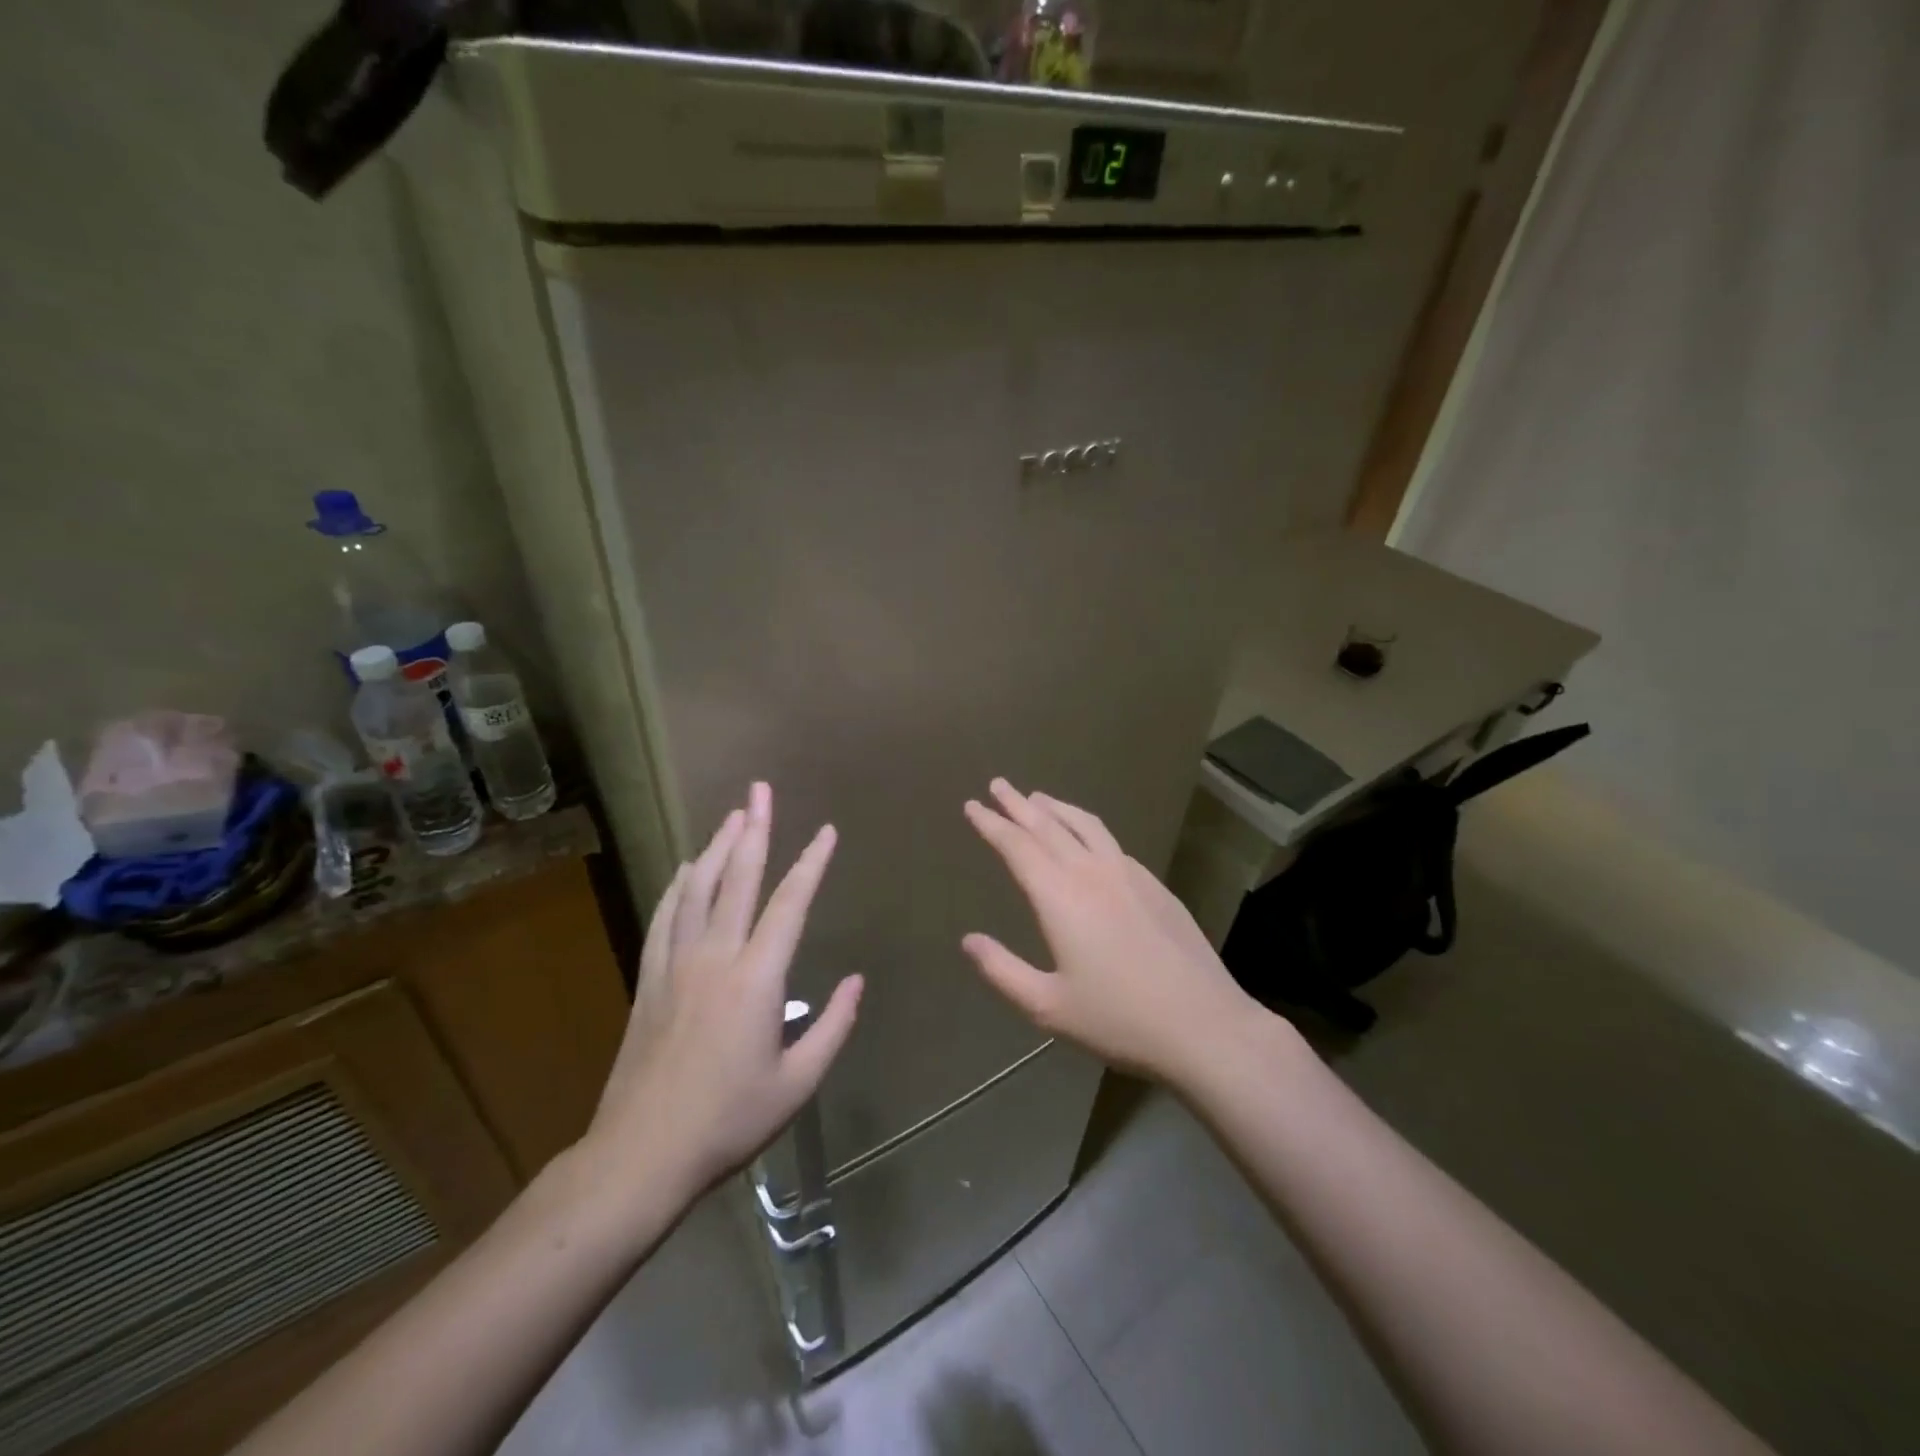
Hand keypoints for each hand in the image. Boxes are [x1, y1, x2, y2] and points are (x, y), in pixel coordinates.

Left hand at [583, 782, 862, 1208]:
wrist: (642, 1155)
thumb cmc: (729, 1121)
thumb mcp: (798, 1083)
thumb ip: (833, 1026)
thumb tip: (857, 981)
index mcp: (758, 978)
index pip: (790, 903)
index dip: (812, 862)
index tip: (826, 832)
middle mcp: (716, 957)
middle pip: (738, 878)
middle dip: (754, 829)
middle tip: (760, 790)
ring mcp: (676, 964)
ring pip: (697, 889)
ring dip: (717, 848)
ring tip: (732, 817)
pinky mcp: (650, 979)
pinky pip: (665, 918)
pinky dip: (678, 887)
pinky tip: (685, 870)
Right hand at [962, 779, 1251, 1083]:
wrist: (1203, 1024)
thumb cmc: (1118, 1019)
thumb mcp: (1047, 1006)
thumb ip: (1002, 971)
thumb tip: (968, 940)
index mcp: (1060, 897)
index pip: (1017, 846)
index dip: (991, 824)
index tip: (972, 805)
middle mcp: (1092, 873)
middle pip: (1048, 826)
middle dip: (1018, 804)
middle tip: (997, 784)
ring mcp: (1129, 874)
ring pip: (1085, 826)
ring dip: (1056, 808)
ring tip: (1038, 798)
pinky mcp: (1155, 885)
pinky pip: (1111, 842)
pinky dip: (1087, 828)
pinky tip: (1087, 838)